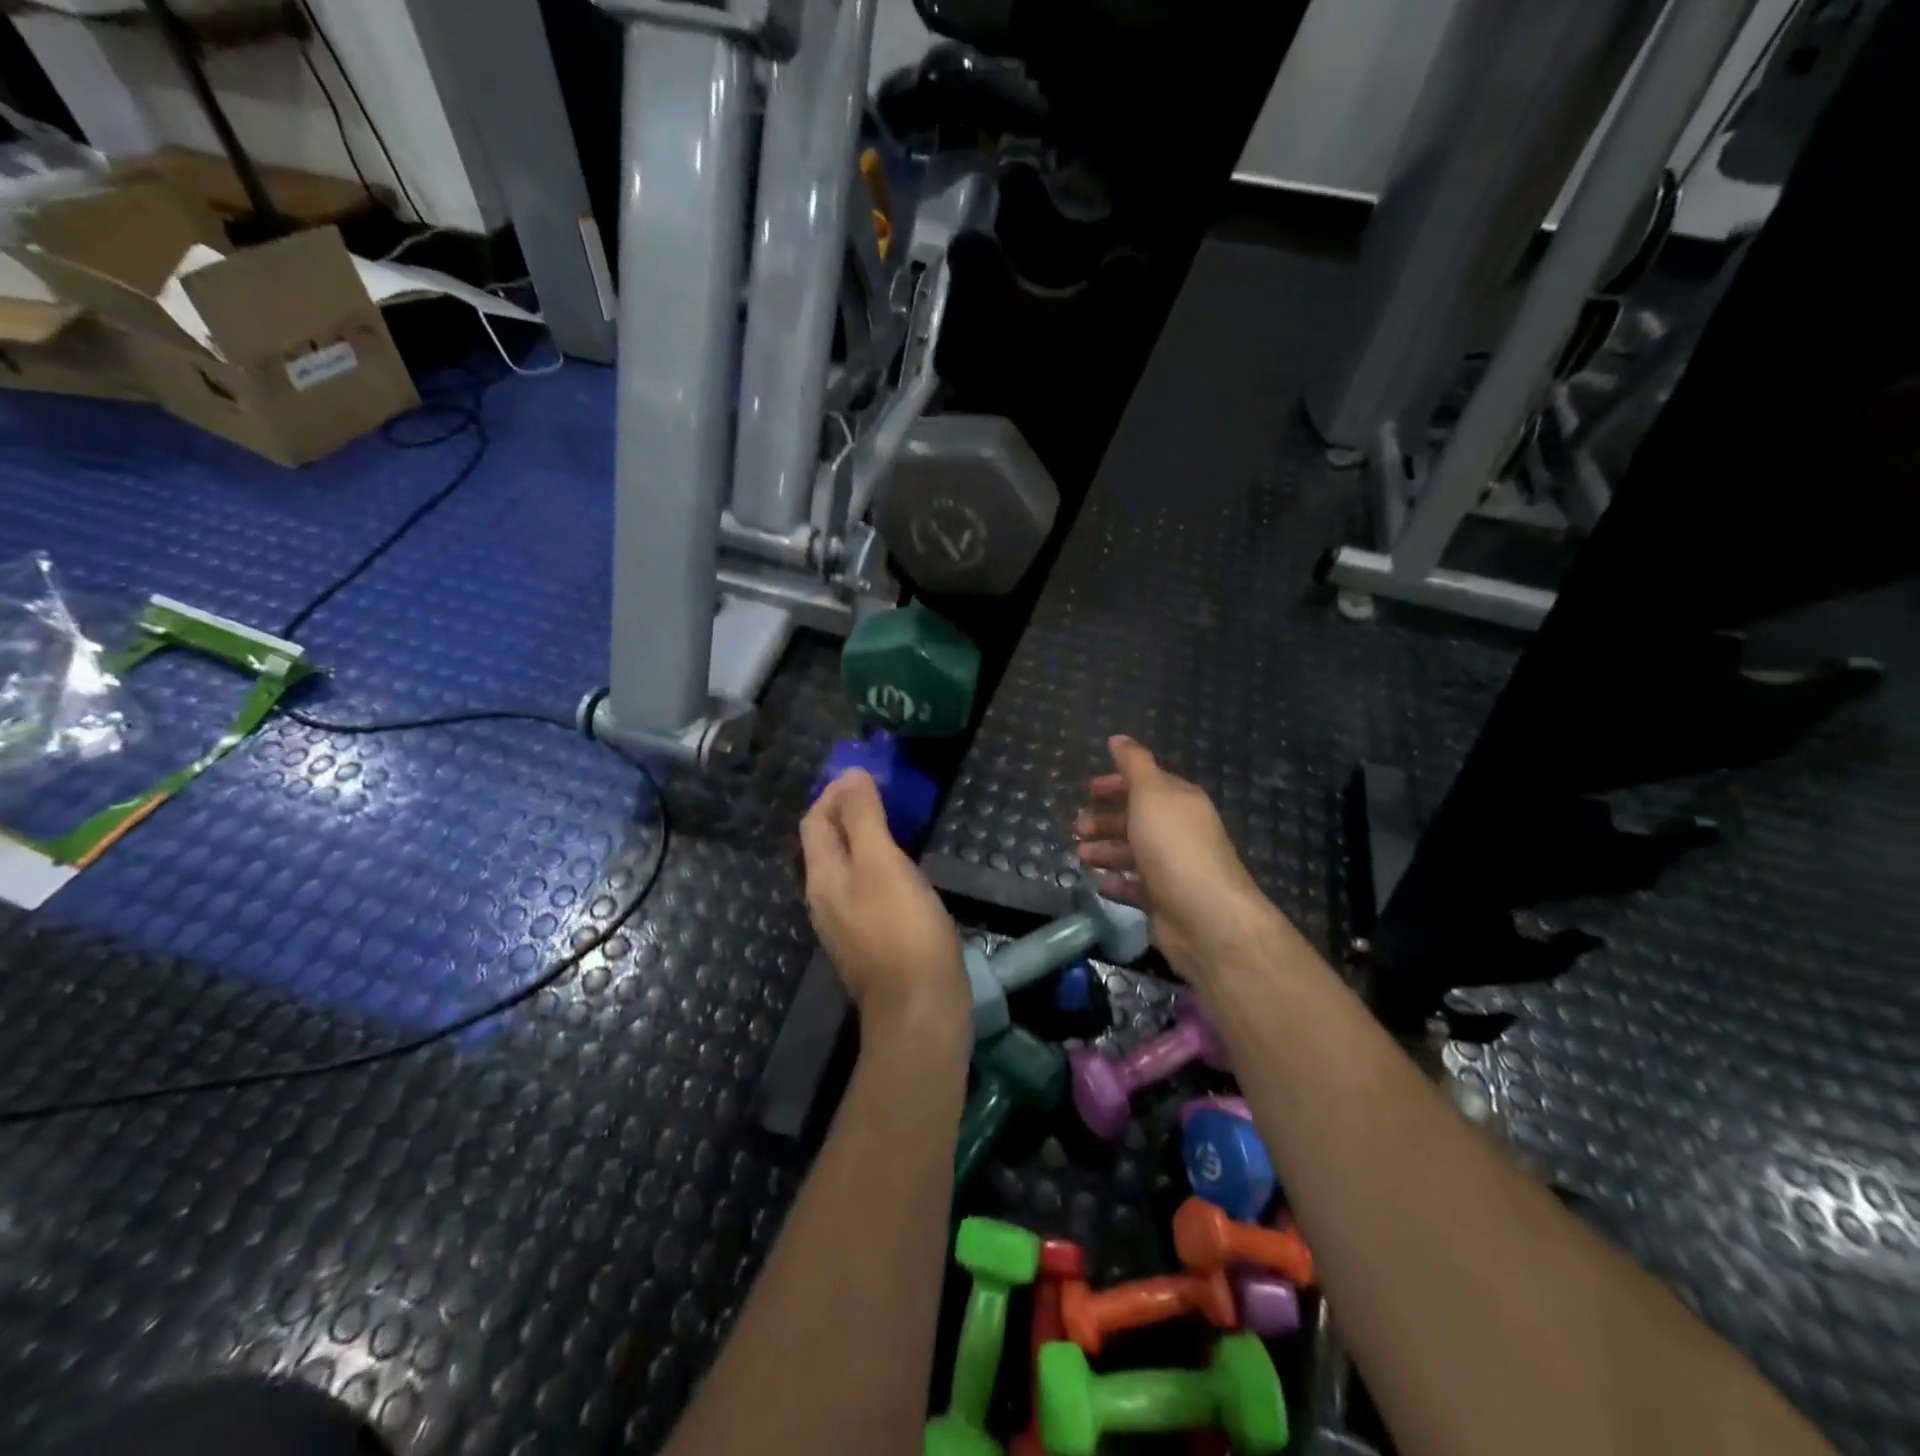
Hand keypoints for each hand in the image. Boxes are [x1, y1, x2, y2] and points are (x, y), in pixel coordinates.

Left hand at [801, 770, 969, 1048]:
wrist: (920, 1009)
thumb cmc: (903, 930)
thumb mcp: (882, 864)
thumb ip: (863, 818)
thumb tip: (849, 775)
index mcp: (822, 876)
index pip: (815, 821)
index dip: (834, 793)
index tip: (866, 772)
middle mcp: (824, 899)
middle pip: (826, 844)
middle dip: (847, 813)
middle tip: (883, 792)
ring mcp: (845, 924)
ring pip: (845, 868)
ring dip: (862, 839)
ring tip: (894, 823)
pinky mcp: (869, 942)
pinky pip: (864, 890)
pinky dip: (876, 867)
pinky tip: (902, 870)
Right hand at [1073, 736, 1281, 979]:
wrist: (1206, 916)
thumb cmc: (1174, 846)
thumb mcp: (1151, 794)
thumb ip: (1134, 764)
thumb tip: (1118, 738)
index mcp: (1179, 802)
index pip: (1146, 785)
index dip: (1116, 784)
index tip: (1088, 789)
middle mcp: (1178, 832)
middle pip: (1136, 820)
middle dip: (1104, 820)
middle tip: (1076, 826)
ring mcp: (1172, 868)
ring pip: (1132, 853)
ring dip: (1104, 851)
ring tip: (1079, 855)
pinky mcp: (1164, 901)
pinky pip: (1134, 887)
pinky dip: (1115, 882)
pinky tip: (1098, 882)